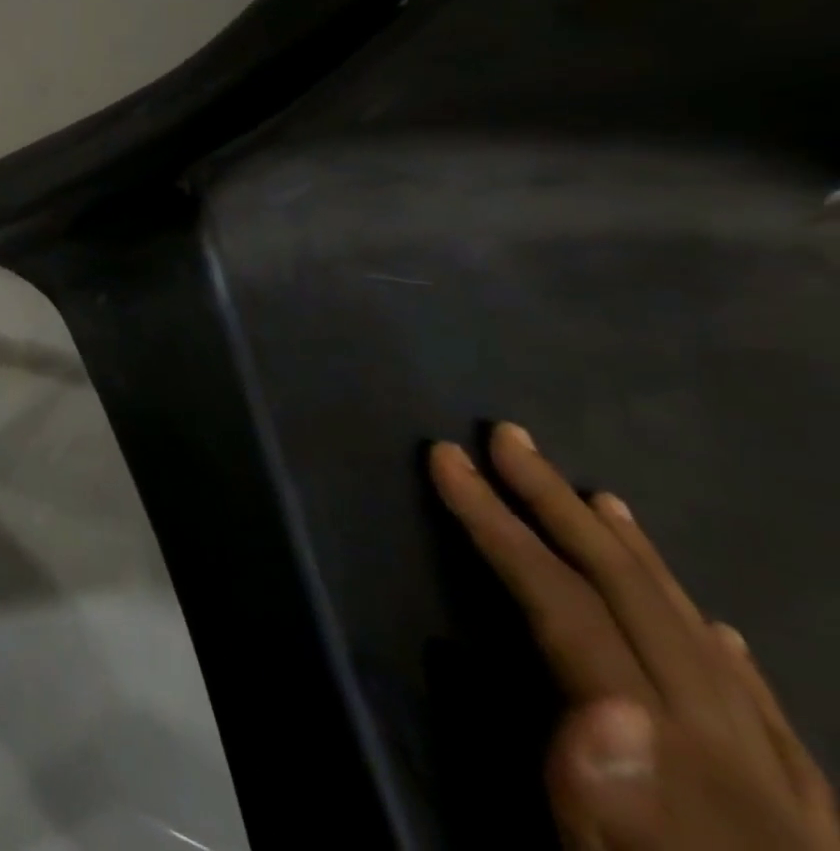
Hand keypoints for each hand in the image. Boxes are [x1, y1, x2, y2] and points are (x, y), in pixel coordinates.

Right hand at [431, 424, 837, 850]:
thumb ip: (605, 807)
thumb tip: (599, 705)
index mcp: (673, 765)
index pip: (569, 612)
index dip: (501, 526)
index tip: (445, 459)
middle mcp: (738, 761)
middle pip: (642, 606)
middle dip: (560, 508)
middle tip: (507, 437)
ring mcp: (790, 796)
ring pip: (706, 646)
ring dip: (639, 560)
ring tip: (598, 498)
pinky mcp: (813, 831)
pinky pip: (771, 722)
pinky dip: (725, 656)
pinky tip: (715, 631)